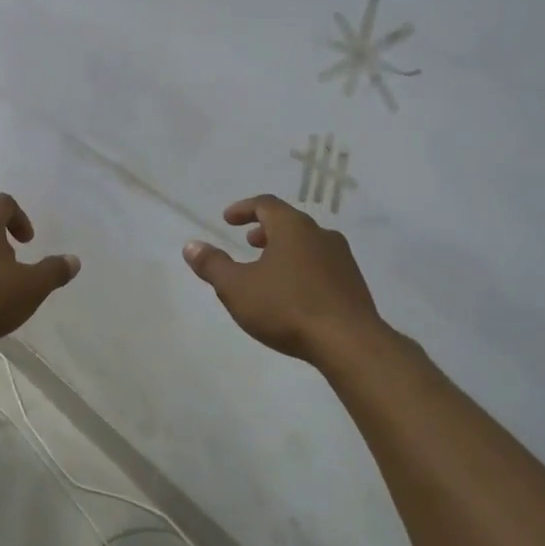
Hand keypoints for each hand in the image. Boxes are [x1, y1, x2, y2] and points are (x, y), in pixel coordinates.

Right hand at [183, 195, 385, 363]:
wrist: (348, 341)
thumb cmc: (286, 308)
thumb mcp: (237, 288)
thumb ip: (213, 265)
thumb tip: (191, 246)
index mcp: (292, 227)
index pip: (266, 204)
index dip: (244, 208)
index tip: (227, 219)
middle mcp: (320, 234)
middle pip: (290, 222)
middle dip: (266, 230)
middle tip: (249, 242)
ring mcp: (342, 258)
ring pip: (308, 244)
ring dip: (285, 250)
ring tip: (269, 269)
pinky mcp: (353, 283)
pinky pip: (322, 265)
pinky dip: (302, 268)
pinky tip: (295, 293)